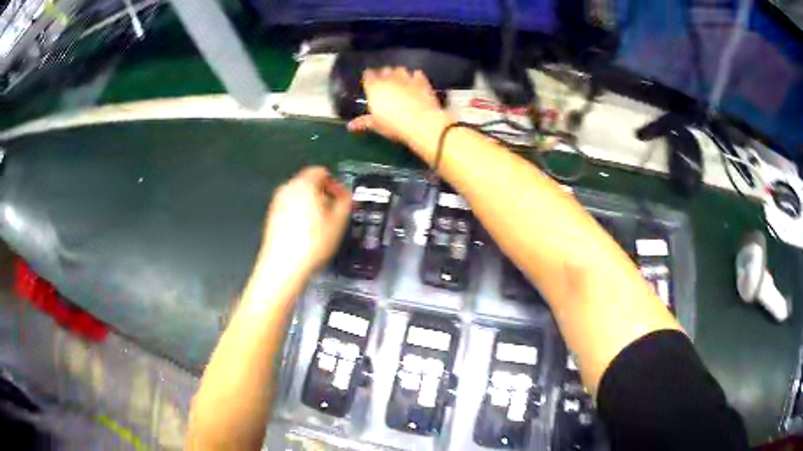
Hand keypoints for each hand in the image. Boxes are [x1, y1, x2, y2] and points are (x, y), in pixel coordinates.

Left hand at [256, 167, 350, 279]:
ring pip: (298, 196)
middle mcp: (287, 188)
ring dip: (311, 205)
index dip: (334, 184)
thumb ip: (345, 201)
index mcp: (304, 184)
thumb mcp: (338, 222)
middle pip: (308, 182)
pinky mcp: (271, 217)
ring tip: (321, 226)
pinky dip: (299, 214)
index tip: (341, 201)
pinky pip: (289, 208)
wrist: (282, 267)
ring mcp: (276, 203)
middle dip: (323, 194)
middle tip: (334, 213)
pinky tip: (306, 234)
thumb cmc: (313, 242)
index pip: (321, 171)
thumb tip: (344, 194)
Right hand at [347, 68, 451, 148]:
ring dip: (399, 73)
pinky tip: (416, 83)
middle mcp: (388, 78)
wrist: (421, 122)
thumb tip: (350, 126)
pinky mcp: (421, 80)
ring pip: (400, 69)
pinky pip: (417, 73)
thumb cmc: (394, 125)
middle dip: (384, 75)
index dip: (369, 78)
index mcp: (374, 87)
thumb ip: (363, 122)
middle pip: (384, 70)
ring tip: (401, 81)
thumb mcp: (376, 125)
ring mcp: (406, 77)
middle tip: (386, 84)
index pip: (368, 75)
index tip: (371, 84)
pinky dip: (415, 77)